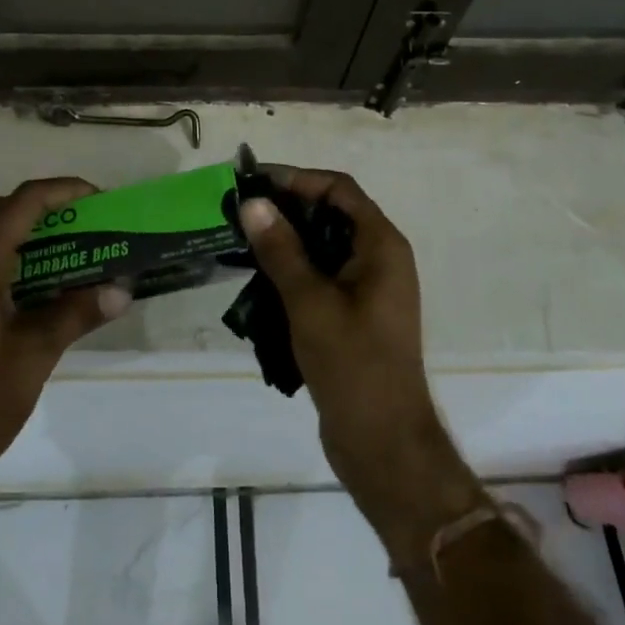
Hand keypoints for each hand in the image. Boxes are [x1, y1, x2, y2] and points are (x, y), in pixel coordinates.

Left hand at [0, 179, 130, 491]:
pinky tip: (42, 281)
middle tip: (78, 218)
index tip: (98, 199)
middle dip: (38, 203)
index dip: (60, 192)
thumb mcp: (36, 355)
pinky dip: (12, 253)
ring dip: (23, 226)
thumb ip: (77, 314)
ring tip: (67, 243)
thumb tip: (122, 289)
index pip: (19, 205)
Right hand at [239, 169, 483, 559]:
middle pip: (331, 214)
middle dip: (286, 208)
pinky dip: (293, 271)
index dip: (297, 178)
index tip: (254, 183)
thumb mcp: (310, 302)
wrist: (384, 445)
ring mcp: (369, 289)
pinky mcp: (355, 315)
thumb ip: (281, 249)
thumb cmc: (353, 366)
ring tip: (241, 241)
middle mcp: (380, 259)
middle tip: (240, 211)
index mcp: (381, 246)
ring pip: (324, 247)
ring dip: (286, 241)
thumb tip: (252, 202)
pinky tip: (258, 280)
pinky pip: (322, 276)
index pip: (339, 189)